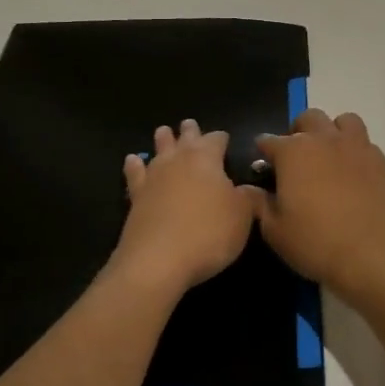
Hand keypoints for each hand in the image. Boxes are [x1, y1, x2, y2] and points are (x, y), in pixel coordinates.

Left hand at [111, 120, 254, 298]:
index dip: (222, 138)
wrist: (157, 261)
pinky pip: (134, 173)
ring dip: (163, 140)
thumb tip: (251, 188)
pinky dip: (134, 165)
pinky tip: (132, 160)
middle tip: (190, 124)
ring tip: (164, 132)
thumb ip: (249, 197)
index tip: (226, 139)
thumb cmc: (208, 234)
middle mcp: (178, 160)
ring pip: (158, 150)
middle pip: (185, 138)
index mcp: (207, 159)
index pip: (216, 139)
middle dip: (190, 131)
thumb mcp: (242, 217)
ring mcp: (153, 177)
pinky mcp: (135, 197)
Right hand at [248, 109, 384, 307]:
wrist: (375, 256)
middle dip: (298, 132)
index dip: (263, 152)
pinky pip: (366, 144)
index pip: (269, 141)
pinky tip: (354, 175)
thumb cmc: (316, 243)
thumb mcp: (276, 231)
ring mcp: (358, 147)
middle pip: (308, 119)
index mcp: (294, 152)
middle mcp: (325, 140)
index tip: (263, 167)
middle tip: (296, 158)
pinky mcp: (382, 161)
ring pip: (343, 121)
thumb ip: (259, 204)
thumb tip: (247, 188)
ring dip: (332, 132)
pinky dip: (355, 151)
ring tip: (330, 156)